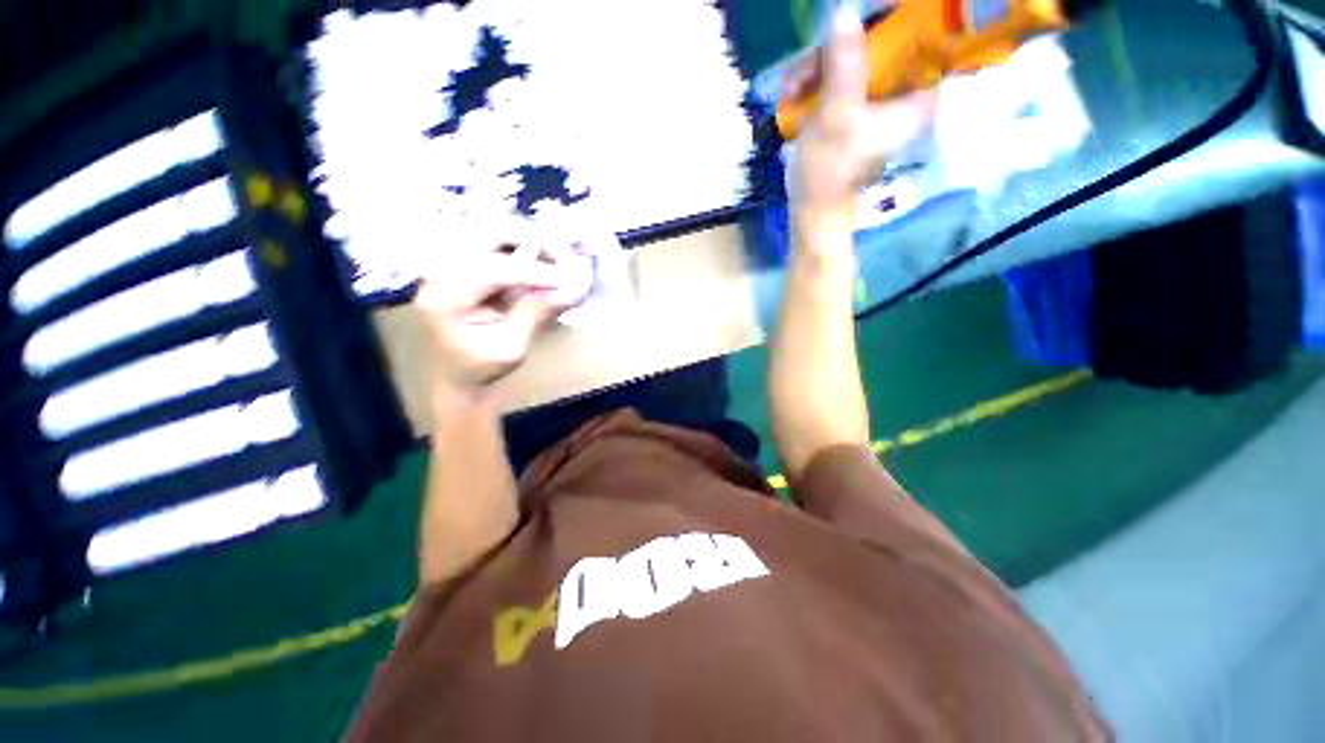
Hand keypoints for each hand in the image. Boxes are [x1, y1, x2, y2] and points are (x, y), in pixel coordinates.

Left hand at [414, 214, 584, 397]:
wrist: (454, 377)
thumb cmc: (480, 368)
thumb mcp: (511, 349)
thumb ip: (536, 315)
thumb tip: (574, 289)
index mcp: (443, 298)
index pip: (491, 270)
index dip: (534, 271)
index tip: (569, 279)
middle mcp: (440, 271)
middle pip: (487, 234)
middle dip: (532, 240)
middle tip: (565, 258)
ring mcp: (449, 263)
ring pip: (493, 231)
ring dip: (529, 240)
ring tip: (557, 259)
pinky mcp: (463, 264)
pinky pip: (496, 243)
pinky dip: (523, 246)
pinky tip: (542, 261)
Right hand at [786, 6, 934, 234]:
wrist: (813, 210)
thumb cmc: (829, 172)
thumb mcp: (837, 117)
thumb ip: (845, 65)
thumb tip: (844, 11)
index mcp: (918, 96)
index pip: (925, 38)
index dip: (896, 20)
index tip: (866, 16)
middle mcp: (905, 92)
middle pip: (886, 43)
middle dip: (843, 46)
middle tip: (809, 64)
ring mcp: (880, 100)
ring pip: (859, 58)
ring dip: (822, 65)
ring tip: (795, 85)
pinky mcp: (858, 108)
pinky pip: (843, 76)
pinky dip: (819, 79)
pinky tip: (796, 91)